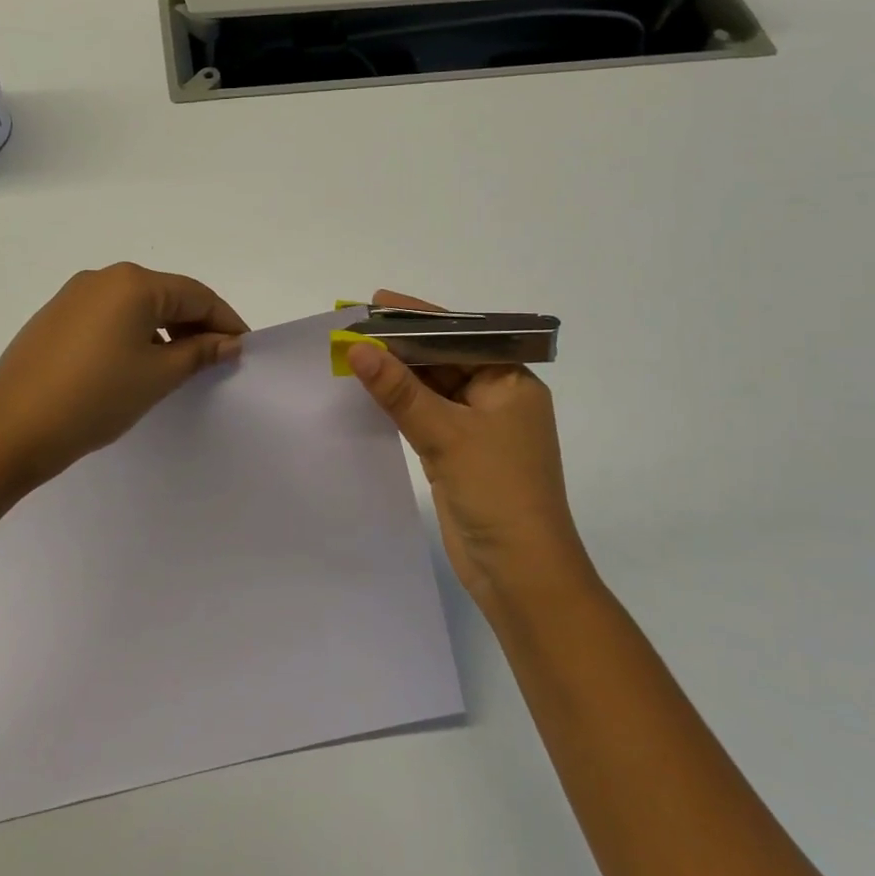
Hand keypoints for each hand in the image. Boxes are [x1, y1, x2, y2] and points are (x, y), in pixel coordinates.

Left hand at [0, 263, 248, 487]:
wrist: (10, 429)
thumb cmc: (96, 398)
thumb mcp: (158, 376)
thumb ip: (199, 352)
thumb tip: (228, 342)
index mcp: (133, 283)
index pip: (197, 295)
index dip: (226, 321)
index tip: (244, 349)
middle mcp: (103, 278)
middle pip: (166, 295)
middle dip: (196, 325)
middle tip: (216, 360)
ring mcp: (74, 296)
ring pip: (136, 307)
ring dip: (164, 331)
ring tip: (179, 366)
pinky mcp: (55, 318)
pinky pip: (109, 318)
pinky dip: (133, 335)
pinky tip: (137, 365)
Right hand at [345, 290, 595, 610]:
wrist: (520, 573)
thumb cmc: (497, 492)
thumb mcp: (446, 434)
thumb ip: (400, 390)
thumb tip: (358, 348)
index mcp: (512, 383)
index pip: (462, 336)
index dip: (419, 318)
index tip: (378, 302)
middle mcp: (498, 399)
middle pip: (445, 360)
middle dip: (403, 345)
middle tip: (355, 326)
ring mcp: (479, 430)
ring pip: (433, 390)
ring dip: (399, 375)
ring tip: (354, 353)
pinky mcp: (459, 456)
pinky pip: (426, 417)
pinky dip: (401, 405)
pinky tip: (370, 392)